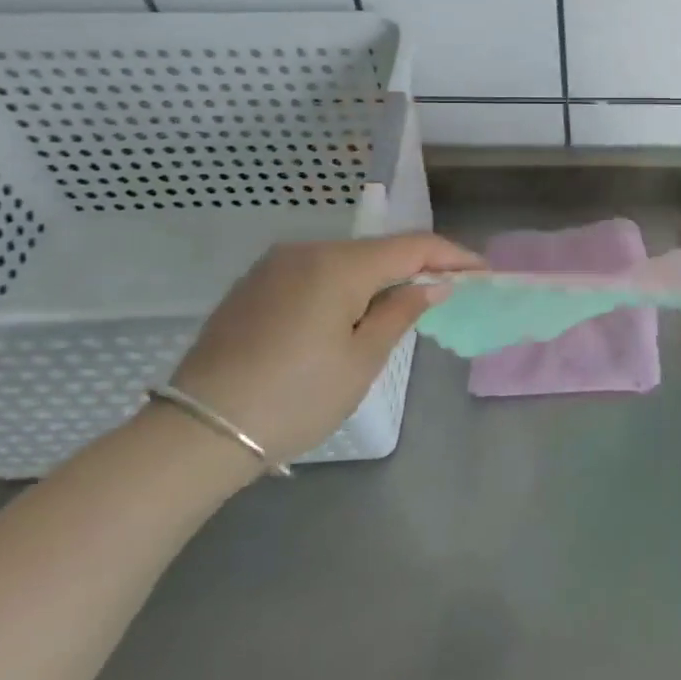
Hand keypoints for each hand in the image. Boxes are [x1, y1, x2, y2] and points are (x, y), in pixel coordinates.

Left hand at [169, 233, 481, 465]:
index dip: (453, 256)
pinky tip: (355, 310)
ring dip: (382, 276)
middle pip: (379, 249)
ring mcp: (275, 265)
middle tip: (451, 290)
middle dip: (418, 266)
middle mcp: (307, 251)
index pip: (412, 246)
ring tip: (407, 303)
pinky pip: (317, 272)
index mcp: (338, 265)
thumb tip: (433, 284)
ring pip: (347, 260)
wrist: (197, 433)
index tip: (483, 272)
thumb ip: (401, 312)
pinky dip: (347, 285)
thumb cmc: (294, 399)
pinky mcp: (255, 285)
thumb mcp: (361, 360)